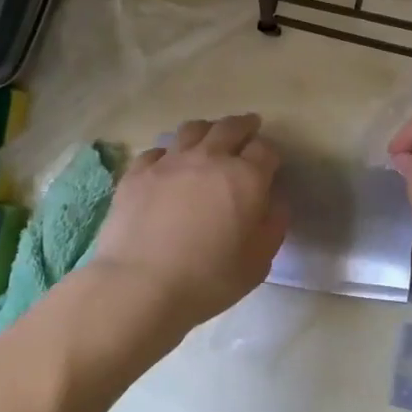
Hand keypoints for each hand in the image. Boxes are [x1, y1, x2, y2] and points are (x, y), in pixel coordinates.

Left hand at [90, 114, 287, 334]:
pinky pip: (157, 150)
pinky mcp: (137, 173)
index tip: (270, 165)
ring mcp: (170, 161)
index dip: (270, 154)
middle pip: (230, 127)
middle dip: (244, 126)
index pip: (265, 149)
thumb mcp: (258, 261)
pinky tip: (168, 164)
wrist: (140, 285)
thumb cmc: (208, 279)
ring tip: (210, 137)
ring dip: (207, 130)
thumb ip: (273, 225)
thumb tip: (274, 200)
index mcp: (246, 177)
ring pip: (193, 129)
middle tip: (248, 128)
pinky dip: (169, 153)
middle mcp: (210, 158)